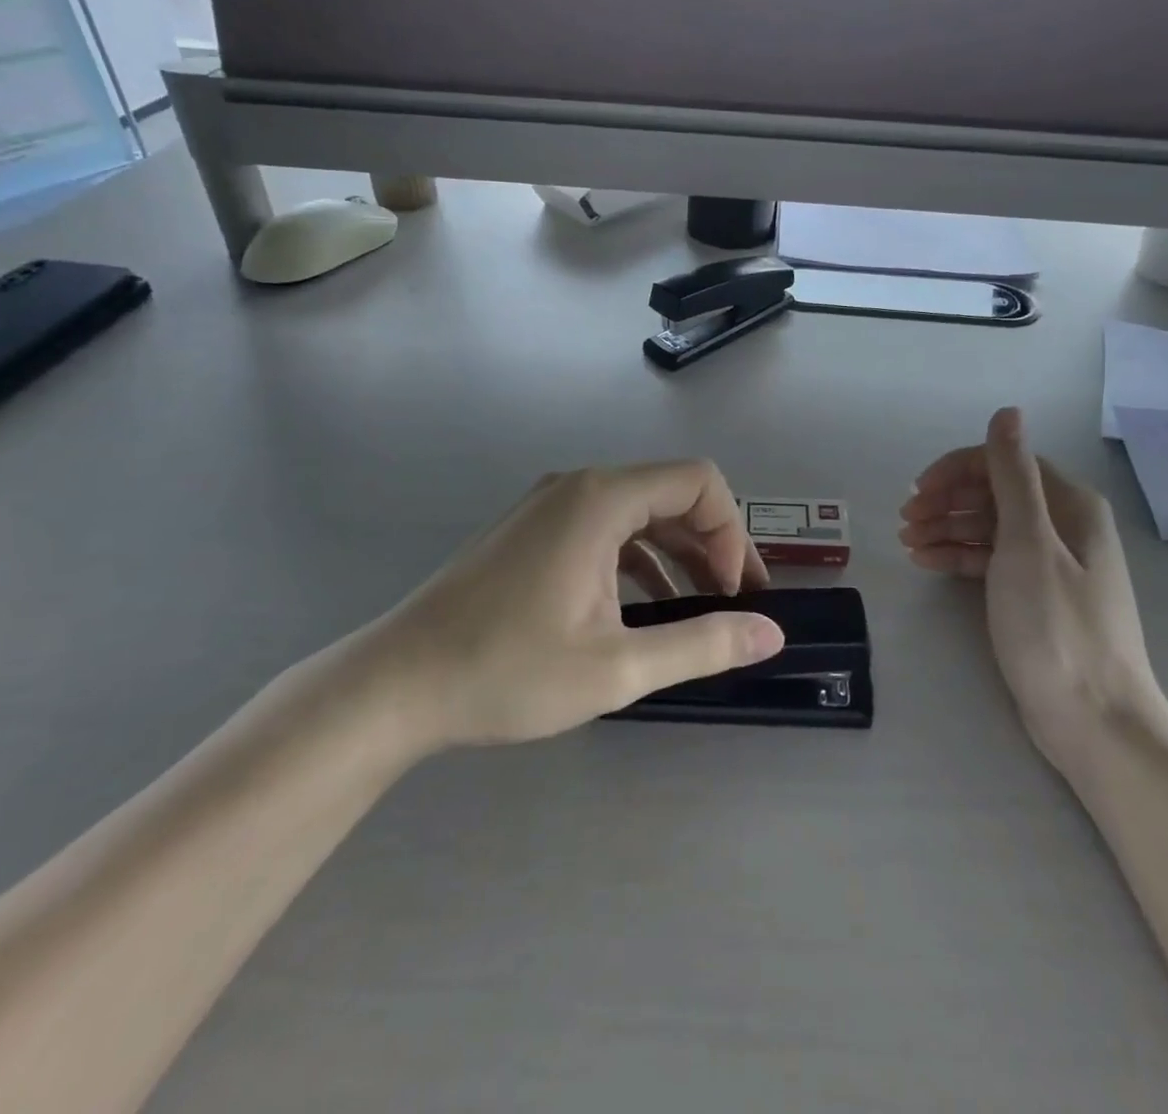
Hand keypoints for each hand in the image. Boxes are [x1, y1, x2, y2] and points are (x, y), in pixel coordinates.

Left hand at [358, 461, 784, 756]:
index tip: (733, 593)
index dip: (732, 532)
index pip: (699, 481)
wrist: (395, 685)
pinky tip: (646, 610)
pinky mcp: (533, 532)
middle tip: (734, 603)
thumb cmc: (507, 671)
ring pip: (639, 513)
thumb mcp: (617, 667)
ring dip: (678, 554)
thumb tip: (772, 633)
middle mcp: (578, 486)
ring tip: (700, 609)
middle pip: (671, 493)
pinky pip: (605, 530)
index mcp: (601, 499)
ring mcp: (551, 507)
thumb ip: (702, 644)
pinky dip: (638, 560)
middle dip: (713, 543)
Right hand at [900, 407, 1161, 778]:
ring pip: (990, 528)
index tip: (917, 493)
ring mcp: (1052, 563)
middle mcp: (1064, 526)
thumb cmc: (1055, 627)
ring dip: (948, 528)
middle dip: (947, 501)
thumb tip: (1007, 412)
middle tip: (906, 521)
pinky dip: (960, 557)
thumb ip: (1012, 476)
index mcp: (1069, 506)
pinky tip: (929, 562)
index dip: (956, 471)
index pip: (1004, 464)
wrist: (1094, 721)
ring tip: (908, 543)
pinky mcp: (1038, 596)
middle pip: (995, 494)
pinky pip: (993, 560)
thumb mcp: (1027, 543)